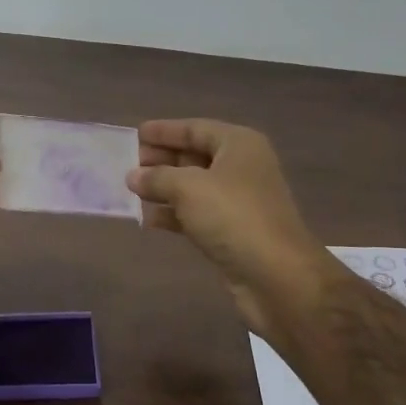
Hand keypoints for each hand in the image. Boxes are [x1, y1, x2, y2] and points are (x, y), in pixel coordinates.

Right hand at [126, 119, 331, 337]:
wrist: (276, 276)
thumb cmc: (233, 216)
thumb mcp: (188, 187)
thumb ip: (157, 177)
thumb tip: (133, 176)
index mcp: (239, 145)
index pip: (196, 128)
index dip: (165, 130)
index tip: (136, 134)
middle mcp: (242, 168)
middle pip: (195, 156)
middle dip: (162, 160)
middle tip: (128, 164)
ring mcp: (239, 202)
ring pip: (194, 187)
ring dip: (164, 188)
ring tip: (131, 190)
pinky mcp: (233, 232)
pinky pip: (197, 214)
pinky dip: (174, 214)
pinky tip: (148, 219)